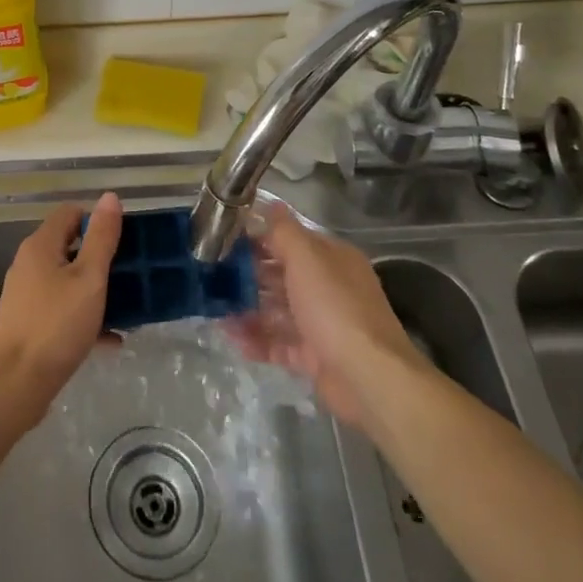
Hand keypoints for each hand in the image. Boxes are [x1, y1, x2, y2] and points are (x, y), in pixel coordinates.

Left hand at [0, 192, 123, 420]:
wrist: (15, 385)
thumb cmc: (56, 326)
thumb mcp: (89, 279)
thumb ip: (101, 238)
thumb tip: (109, 197)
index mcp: (41, 245)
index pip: (70, 213)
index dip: (97, 220)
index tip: (123, 242)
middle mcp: (29, 263)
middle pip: (69, 246)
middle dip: (100, 258)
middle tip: (130, 274)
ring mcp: (26, 294)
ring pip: (67, 280)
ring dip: (96, 290)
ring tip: (126, 308)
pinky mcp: (27, 322)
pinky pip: (61, 308)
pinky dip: (84, 316)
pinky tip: (110, 339)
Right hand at [229, 202, 424, 428]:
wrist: (369, 377)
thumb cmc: (335, 307)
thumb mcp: (307, 259)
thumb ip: (284, 232)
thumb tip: (271, 204)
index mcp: (331, 259)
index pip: (290, 241)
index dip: (258, 239)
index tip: (225, 242)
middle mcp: (328, 287)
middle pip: (281, 276)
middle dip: (248, 277)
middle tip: (212, 278)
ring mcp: (321, 324)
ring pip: (277, 311)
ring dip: (248, 310)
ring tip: (215, 311)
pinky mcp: (314, 357)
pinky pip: (280, 344)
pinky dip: (257, 341)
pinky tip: (232, 338)